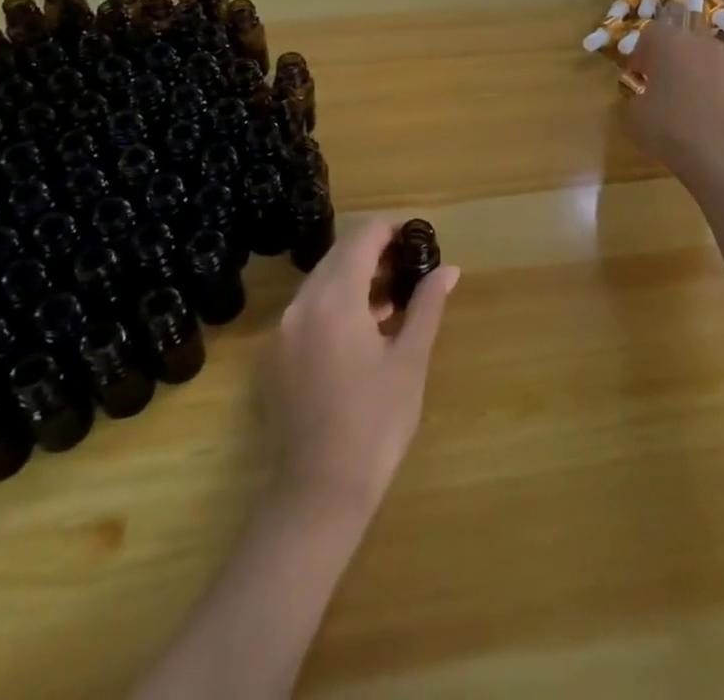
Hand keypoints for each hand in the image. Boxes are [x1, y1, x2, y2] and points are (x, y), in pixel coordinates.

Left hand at [268, 220, 459, 517]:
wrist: (318, 494)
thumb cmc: (375, 423)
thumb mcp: (410, 360)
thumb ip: (426, 305)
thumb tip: (449, 270)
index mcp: (335, 298)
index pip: (362, 237)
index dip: (392, 230)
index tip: (418, 240)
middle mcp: (302, 303)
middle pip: (339, 254)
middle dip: (374, 252)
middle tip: (409, 269)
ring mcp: (283, 330)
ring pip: (321, 281)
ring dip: (355, 277)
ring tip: (391, 301)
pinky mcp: (274, 356)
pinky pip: (307, 309)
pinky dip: (334, 304)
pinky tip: (361, 331)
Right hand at [622, 15, 723, 181]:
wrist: (721, 156)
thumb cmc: (668, 127)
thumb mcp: (633, 114)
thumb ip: (634, 97)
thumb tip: (642, 98)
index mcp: (671, 42)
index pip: (651, 32)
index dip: (641, 52)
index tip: (638, 76)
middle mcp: (705, 44)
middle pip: (684, 43)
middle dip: (672, 61)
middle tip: (663, 88)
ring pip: (711, 62)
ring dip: (699, 76)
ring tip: (692, 106)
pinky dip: (723, 96)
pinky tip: (715, 121)